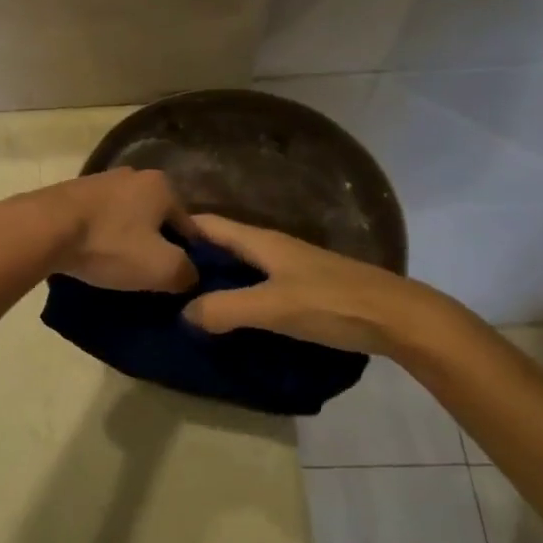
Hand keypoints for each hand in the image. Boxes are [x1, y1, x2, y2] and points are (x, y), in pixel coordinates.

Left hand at [25, 169, 197, 291]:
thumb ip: (187, 273)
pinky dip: (100, 236)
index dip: (188, 256)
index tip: (178, 279)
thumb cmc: (110, 244)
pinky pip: (98, 219)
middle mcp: (134, 175)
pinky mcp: (72, 192)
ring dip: (125, 240)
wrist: (44, 228)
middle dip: (155, 245)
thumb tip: (190, 276)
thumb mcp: (161, 268)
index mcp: (162, 186)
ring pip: (125, 218)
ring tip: (117, 268)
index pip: (188, 226)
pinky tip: (93, 254)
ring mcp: (100, 181)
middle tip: (148, 276)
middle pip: (155, 219)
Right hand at [181, 214, 448, 355]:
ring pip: (241, 265)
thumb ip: (225, 309)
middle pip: (223, 244)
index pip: (210, 224)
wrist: (398, 318)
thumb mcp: (273, 307)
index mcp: (262, 241)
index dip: (178, 226)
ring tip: (184, 297)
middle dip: (191, 255)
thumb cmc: (332, 303)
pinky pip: (258, 283)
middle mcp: (273, 247)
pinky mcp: (305, 287)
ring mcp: (292, 267)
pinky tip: (229, 312)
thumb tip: (184, 313)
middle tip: (157, 275)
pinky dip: (237, 291)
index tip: (145, 238)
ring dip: (214, 276)